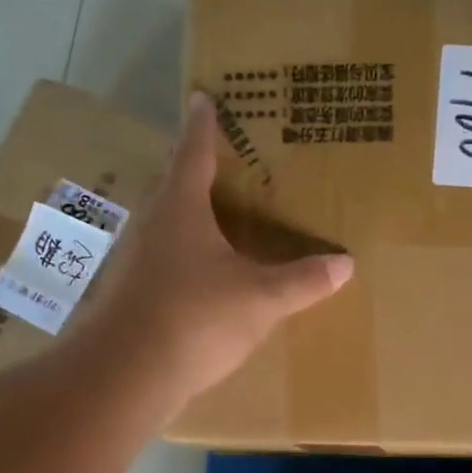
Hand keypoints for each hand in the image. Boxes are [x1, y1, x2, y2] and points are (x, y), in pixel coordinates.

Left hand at [75, 92, 353, 401]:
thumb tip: (345, 263)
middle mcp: (153, 227)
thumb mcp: (260, 299)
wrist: (126, 375)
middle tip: (220, 159)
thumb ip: (302, 280)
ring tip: (215, 215)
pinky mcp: (131, 296)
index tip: (202, 97)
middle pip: (174, 186)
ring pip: (166, 225)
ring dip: (188, 215)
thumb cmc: (194, 319)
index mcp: (181, 210)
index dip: (203, 126)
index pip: (193, 154)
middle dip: (194, 169)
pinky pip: (163, 261)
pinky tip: (201, 276)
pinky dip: (184, 255)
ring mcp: (136, 263)